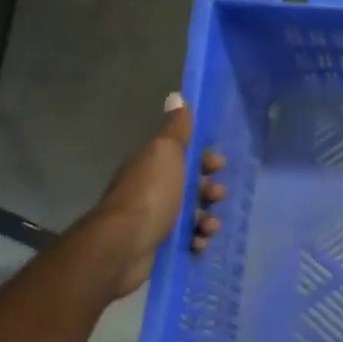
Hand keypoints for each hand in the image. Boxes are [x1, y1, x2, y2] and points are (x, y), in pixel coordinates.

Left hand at [83, 94, 226, 300]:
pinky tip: (198, 243)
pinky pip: (186, 240)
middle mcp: (152, 189)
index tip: (218, 164)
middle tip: (216, 196)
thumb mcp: (165, 152)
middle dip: (210, 190)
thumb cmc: (150, 193)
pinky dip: (196, 241)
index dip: (204, 158)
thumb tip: (177, 95)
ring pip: (191, 214)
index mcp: (153, 164)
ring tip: (209, 227)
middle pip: (191, 185)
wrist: (123, 245)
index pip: (184, 155)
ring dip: (207, 219)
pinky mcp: (158, 246)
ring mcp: (154, 219)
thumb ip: (175, 128)